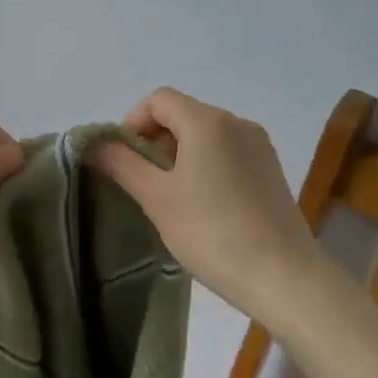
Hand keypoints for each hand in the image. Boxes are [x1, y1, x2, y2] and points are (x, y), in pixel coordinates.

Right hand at [90, 87, 323, 318]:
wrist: (284, 277)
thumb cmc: (212, 232)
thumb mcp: (156, 198)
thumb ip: (121, 164)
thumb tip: (93, 144)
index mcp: (208, 121)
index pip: (159, 100)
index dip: (132, 122)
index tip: (122, 159)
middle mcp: (236, 123)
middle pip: (182, 114)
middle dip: (154, 140)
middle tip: (141, 182)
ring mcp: (259, 146)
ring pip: (205, 134)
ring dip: (178, 154)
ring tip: (169, 196)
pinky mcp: (270, 170)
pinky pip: (226, 152)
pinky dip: (204, 164)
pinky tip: (202, 204)